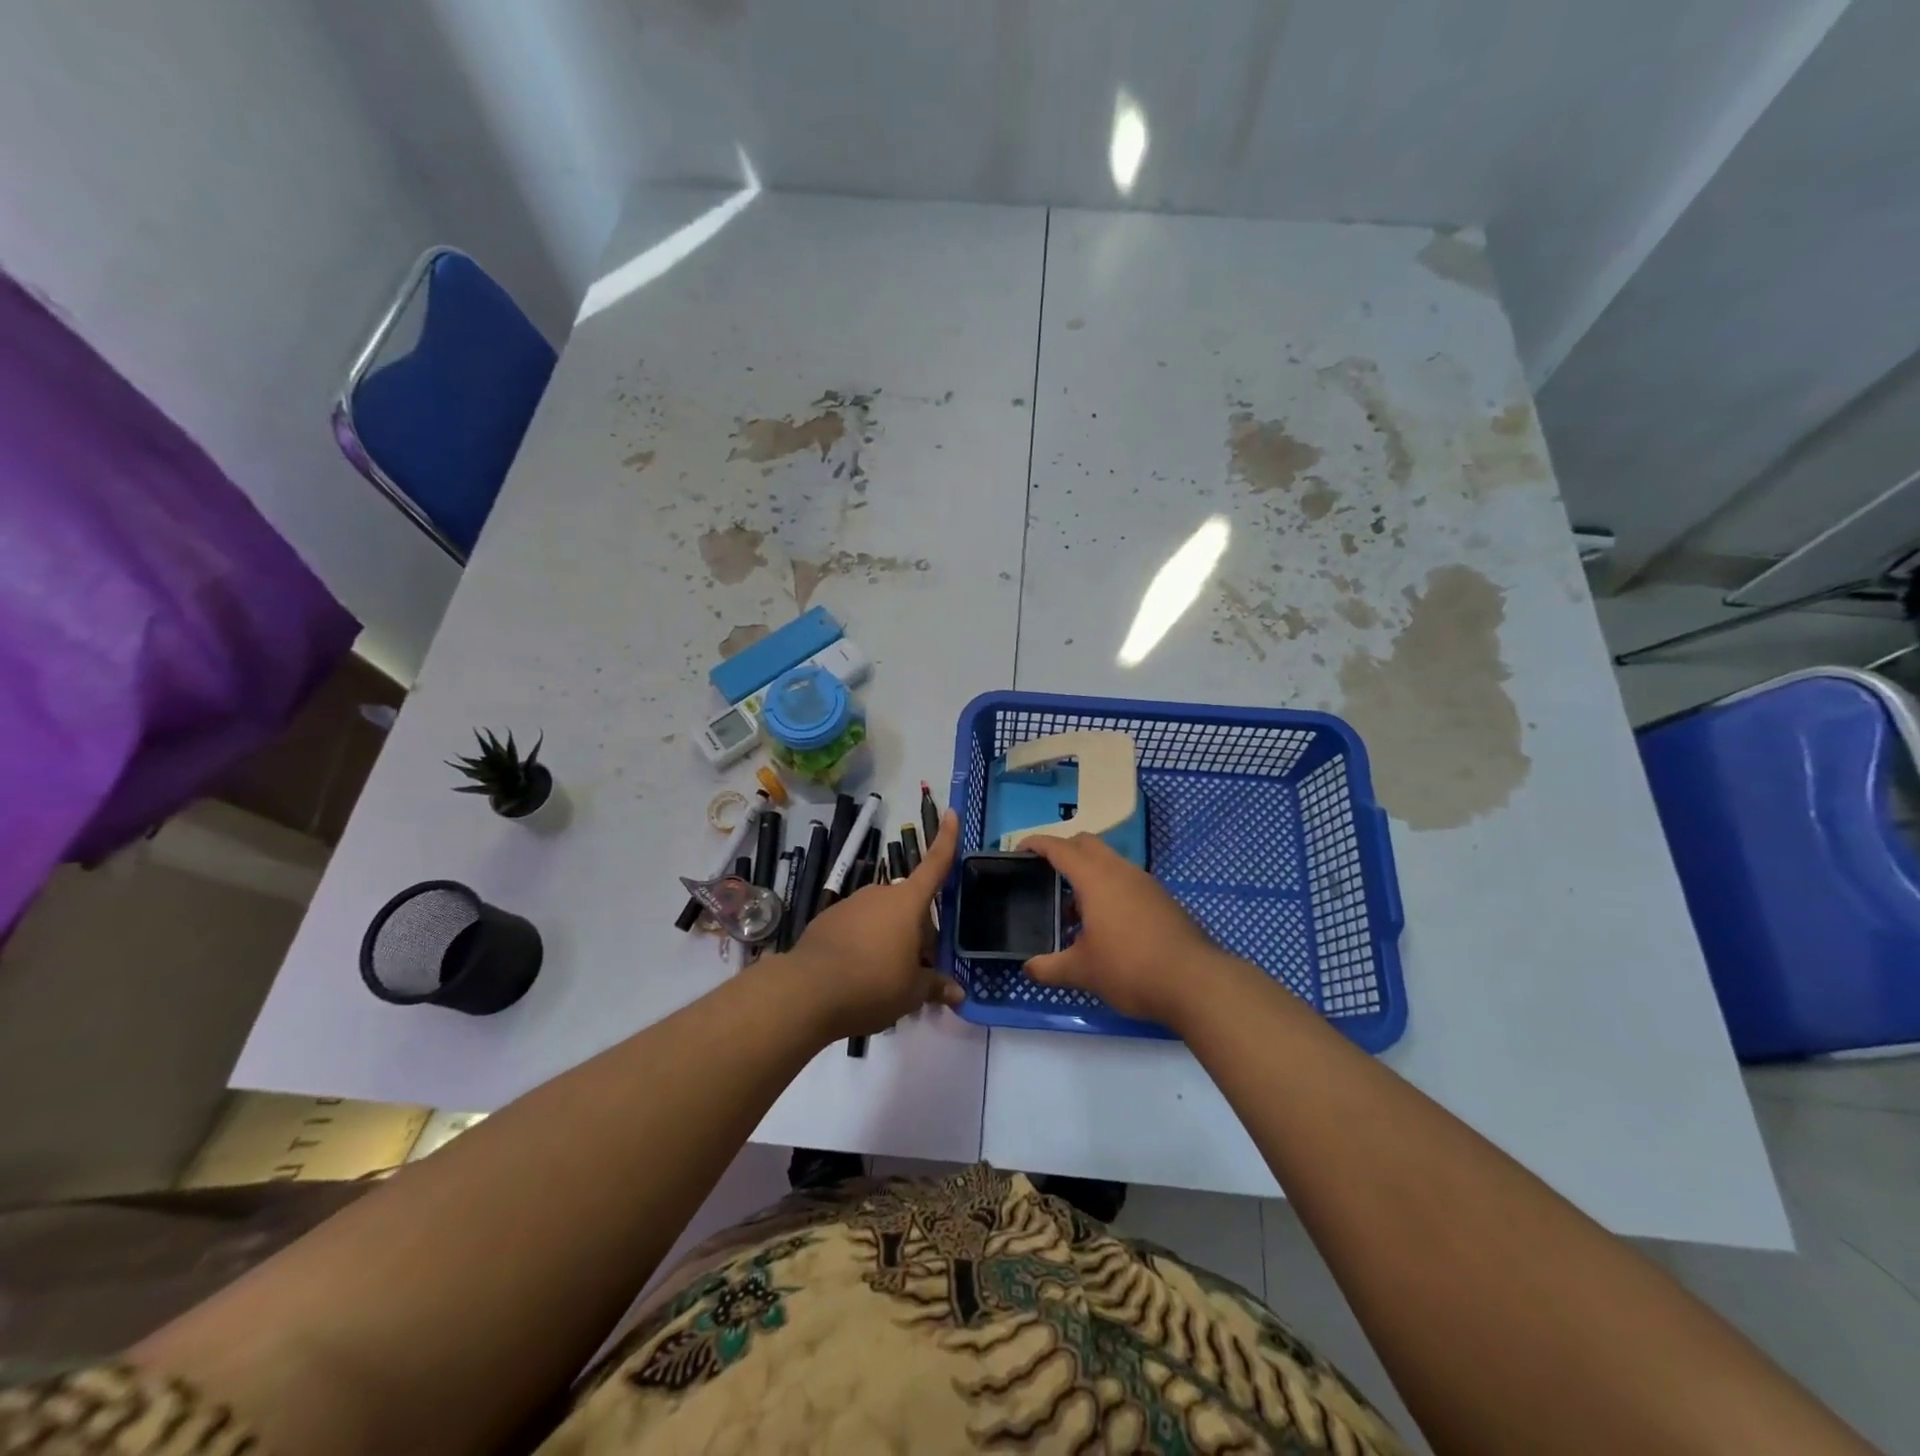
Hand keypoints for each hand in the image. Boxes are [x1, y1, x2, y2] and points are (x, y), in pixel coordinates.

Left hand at [780, 809, 964, 1040]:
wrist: (806, 992)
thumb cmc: (873, 984)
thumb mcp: (912, 992)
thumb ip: (935, 986)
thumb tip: (959, 994)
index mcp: (907, 902)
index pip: (935, 864)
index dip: (946, 839)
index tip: (952, 812)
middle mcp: (879, 894)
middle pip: (910, 906)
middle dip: (919, 933)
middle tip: (920, 971)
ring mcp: (850, 904)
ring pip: (882, 918)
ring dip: (891, 939)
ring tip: (888, 979)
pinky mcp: (827, 920)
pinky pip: (857, 928)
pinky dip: (864, 945)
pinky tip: (858, 976)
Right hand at [1024, 832, 1241, 1027]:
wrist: (1196, 982)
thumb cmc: (1131, 968)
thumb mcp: (1082, 971)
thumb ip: (1049, 967)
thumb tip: (1028, 968)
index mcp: (1096, 878)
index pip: (1060, 848)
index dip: (1036, 844)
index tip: (1019, 849)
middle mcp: (1121, 871)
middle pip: (1087, 844)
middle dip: (1063, 851)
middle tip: (1044, 874)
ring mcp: (1146, 883)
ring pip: (1109, 863)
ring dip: (1087, 875)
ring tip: (1071, 910)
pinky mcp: (1162, 900)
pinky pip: (1126, 881)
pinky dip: (1108, 890)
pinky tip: (1103, 926)